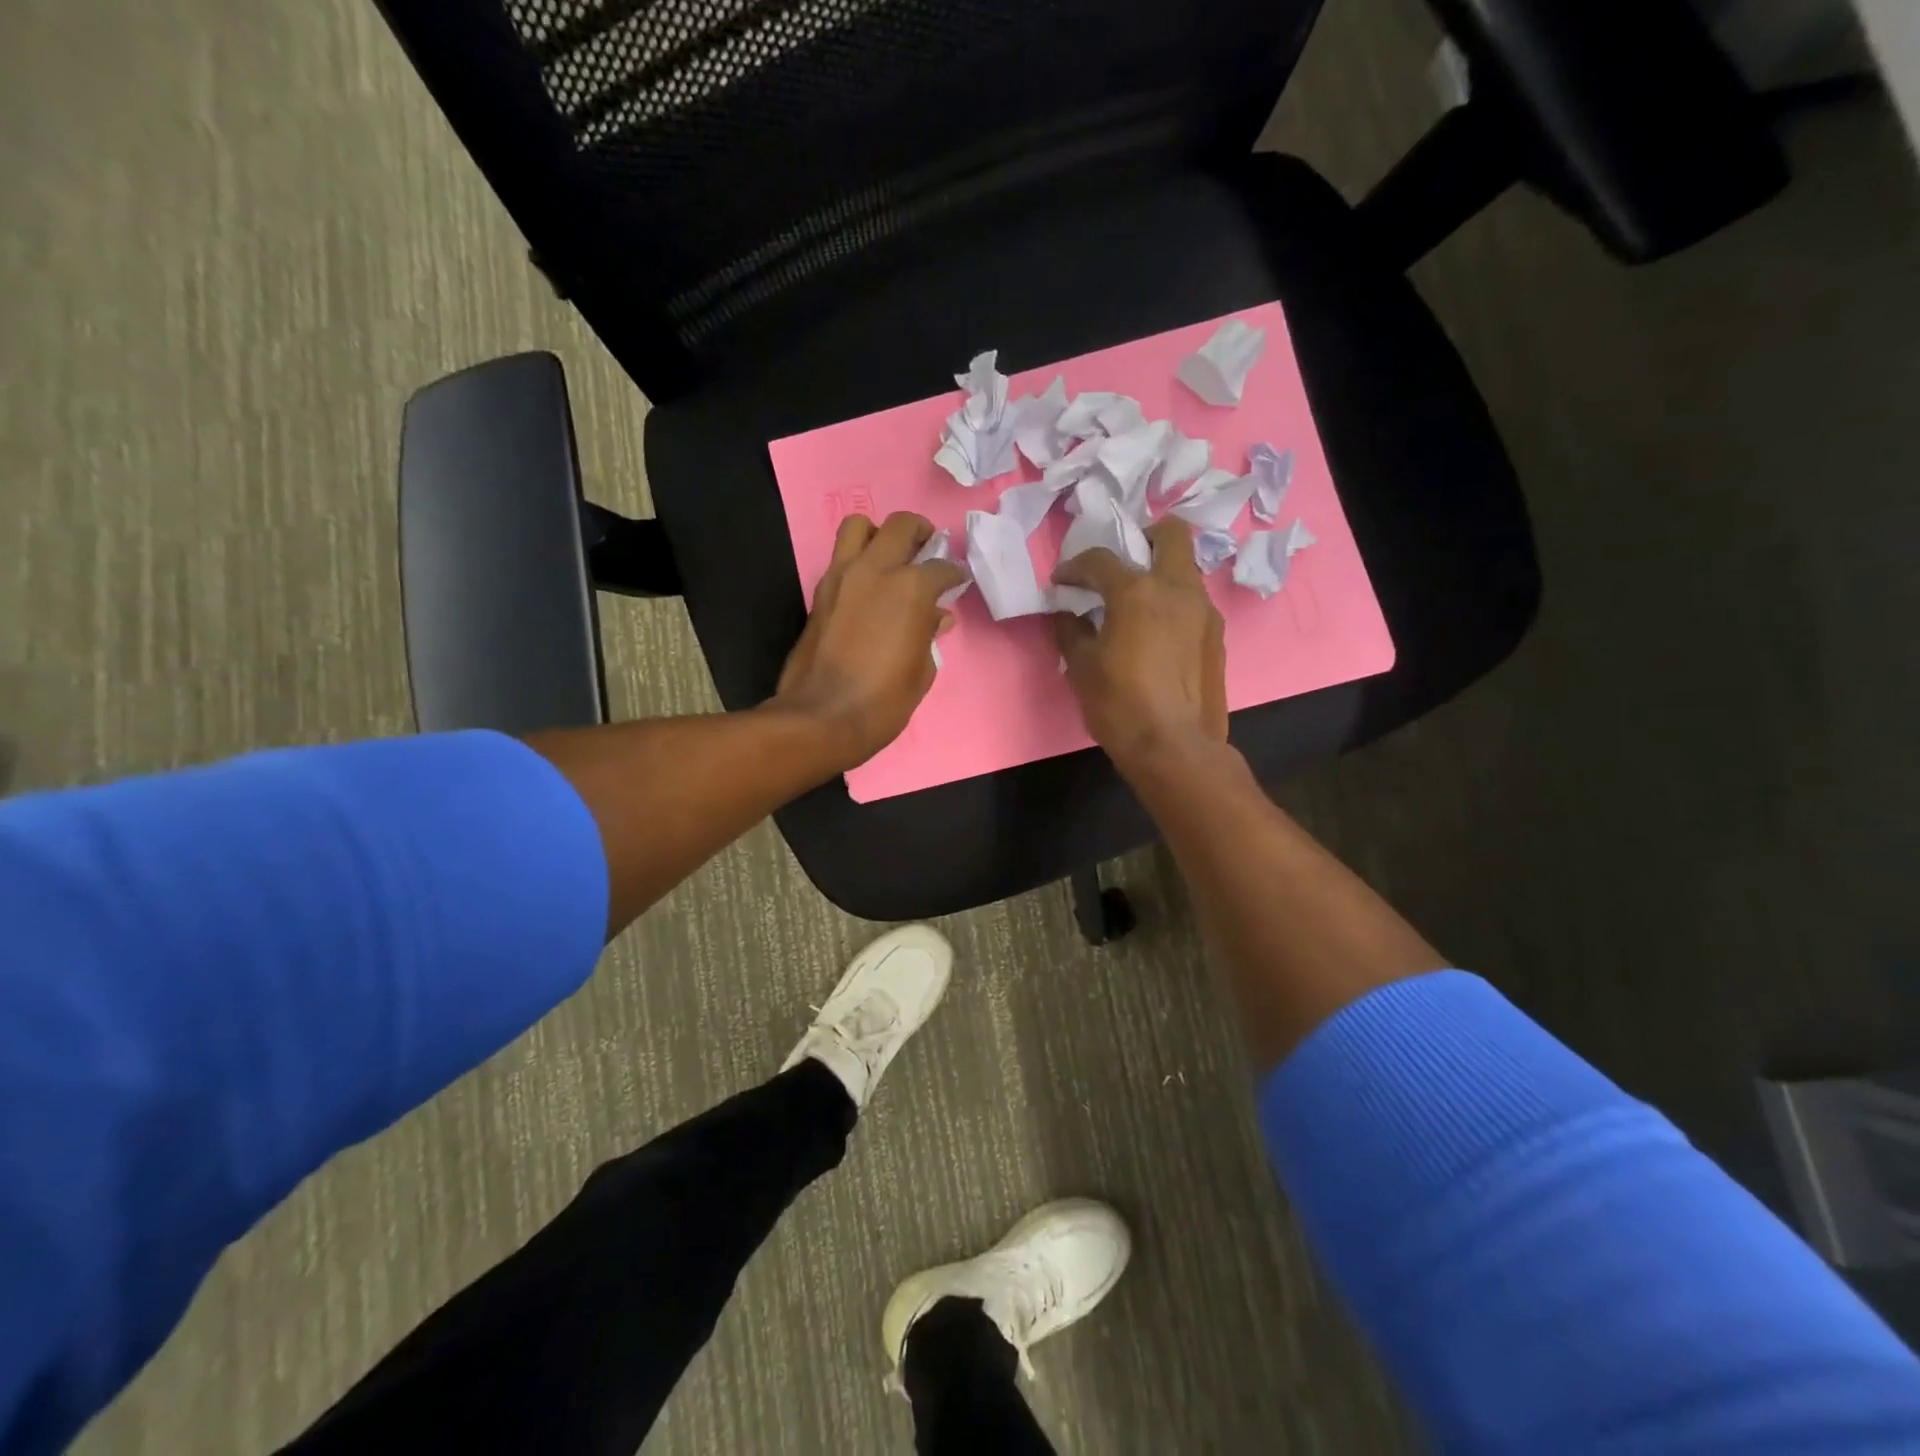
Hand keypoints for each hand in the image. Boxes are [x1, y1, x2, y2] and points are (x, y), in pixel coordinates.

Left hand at [774, 512, 967, 771]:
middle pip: (900, 525)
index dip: (954, 575)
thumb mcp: (922, 671)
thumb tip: (936, 616)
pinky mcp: (819, 593)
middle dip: (919, 532)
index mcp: (911, 588)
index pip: (941, 567)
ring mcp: (841, 577)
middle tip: (926, 551)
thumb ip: (930, 634)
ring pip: (858, 527)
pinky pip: (841, 558)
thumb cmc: (883, 700)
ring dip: (878, 534)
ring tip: (889, 558)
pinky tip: (867, 588)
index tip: (957, 583)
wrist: (822, 717)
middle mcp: (876, 570)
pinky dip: (857, 561)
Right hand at [1052, 517, 1226, 774]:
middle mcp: (1177, 589)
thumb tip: (1067, 613)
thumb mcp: (1081, 667)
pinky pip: (1193, 603)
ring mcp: (1204, 611)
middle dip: (1143, 537)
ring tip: (1137, 603)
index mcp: (1138, 592)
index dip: (1074, 566)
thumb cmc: (1119, 705)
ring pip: (1185, 569)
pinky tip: (1156, 633)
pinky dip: (1173, 604)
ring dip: (1160, 573)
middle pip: (1170, 534)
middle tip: (1122, 562)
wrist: (1174, 747)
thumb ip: (1071, 630)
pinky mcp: (1217, 636)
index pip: (1101, 559)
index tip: (1061, 581)